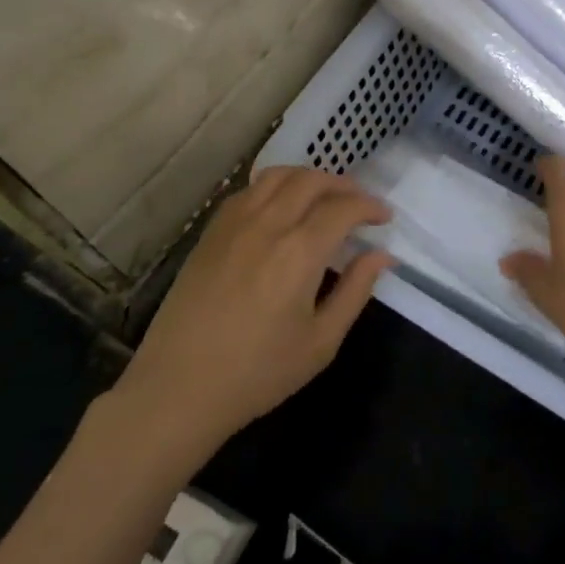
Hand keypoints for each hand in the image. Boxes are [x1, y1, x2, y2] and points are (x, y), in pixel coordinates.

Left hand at [117, 167, 392, 453]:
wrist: (179, 388)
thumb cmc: (258, 373)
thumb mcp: (321, 341)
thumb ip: (355, 291)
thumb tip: (382, 256)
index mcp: (299, 252)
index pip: (343, 207)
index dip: (370, 206)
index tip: (385, 218)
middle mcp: (267, 224)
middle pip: (311, 180)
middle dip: (344, 185)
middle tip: (360, 205)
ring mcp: (233, 224)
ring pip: (277, 176)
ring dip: (309, 178)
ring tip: (324, 198)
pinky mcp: (210, 232)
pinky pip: (249, 191)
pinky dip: (275, 187)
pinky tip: (281, 209)